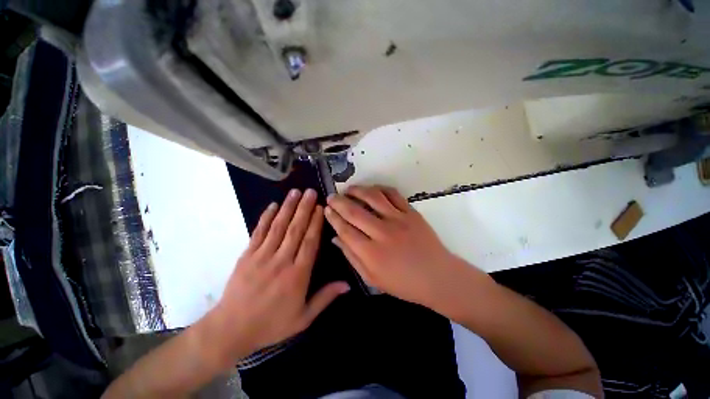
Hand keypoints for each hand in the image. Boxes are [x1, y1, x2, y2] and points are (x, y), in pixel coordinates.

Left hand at [210, 189, 348, 362]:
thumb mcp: (303, 318)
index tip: (320, 207)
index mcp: (297, 275)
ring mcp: (262, 256)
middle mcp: (282, 261)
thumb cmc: (271, 324)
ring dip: (288, 208)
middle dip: (304, 208)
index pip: (310, 242)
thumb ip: (325, 297)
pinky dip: (266, 217)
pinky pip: (258, 232)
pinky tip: (273, 205)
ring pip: (278, 227)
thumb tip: (348, 284)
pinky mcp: (247, 255)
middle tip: (310, 191)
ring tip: (295, 192)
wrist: (231, 330)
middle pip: (296, 229)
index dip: (316, 223)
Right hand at [324, 185, 468, 309]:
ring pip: (373, 197)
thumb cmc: (403, 283)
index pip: (345, 230)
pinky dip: (380, 188)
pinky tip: (372, 190)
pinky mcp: (411, 212)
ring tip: (349, 189)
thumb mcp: (372, 279)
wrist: (438, 276)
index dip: (333, 218)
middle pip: (354, 212)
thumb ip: (352, 257)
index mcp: (371, 253)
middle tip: (331, 196)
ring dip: (357, 190)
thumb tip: (336, 238)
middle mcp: (382, 233)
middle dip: (339, 202)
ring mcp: (398, 220)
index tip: (326, 209)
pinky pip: (393, 194)